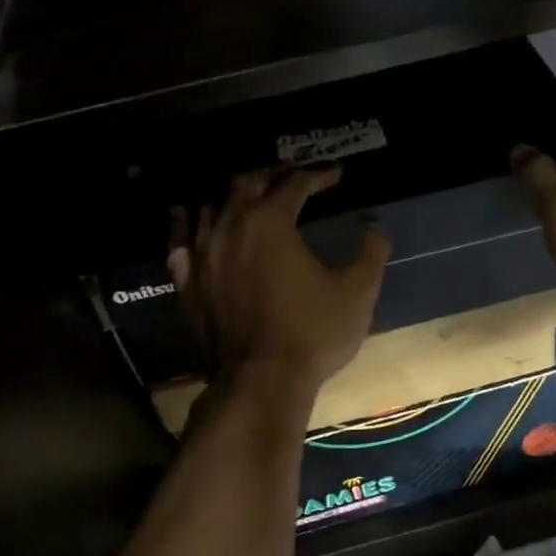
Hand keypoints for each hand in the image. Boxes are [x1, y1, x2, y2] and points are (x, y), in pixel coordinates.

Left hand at [167, 166, 390, 396]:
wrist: (261, 382)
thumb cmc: (313, 333)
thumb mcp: (358, 291)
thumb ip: (371, 251)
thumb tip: (377, 225)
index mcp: (271, 221)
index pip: (295, 183)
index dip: (319, 175)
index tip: (337, 174)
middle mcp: (230, 226)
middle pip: (247, 182)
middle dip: (273, 173)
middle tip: (293, 177)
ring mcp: (202, 253)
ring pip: (210, 205)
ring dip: (232, 194)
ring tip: (249, 195)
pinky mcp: (186, 282)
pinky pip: (179, 240)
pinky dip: (186, 223)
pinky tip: (188, 217)